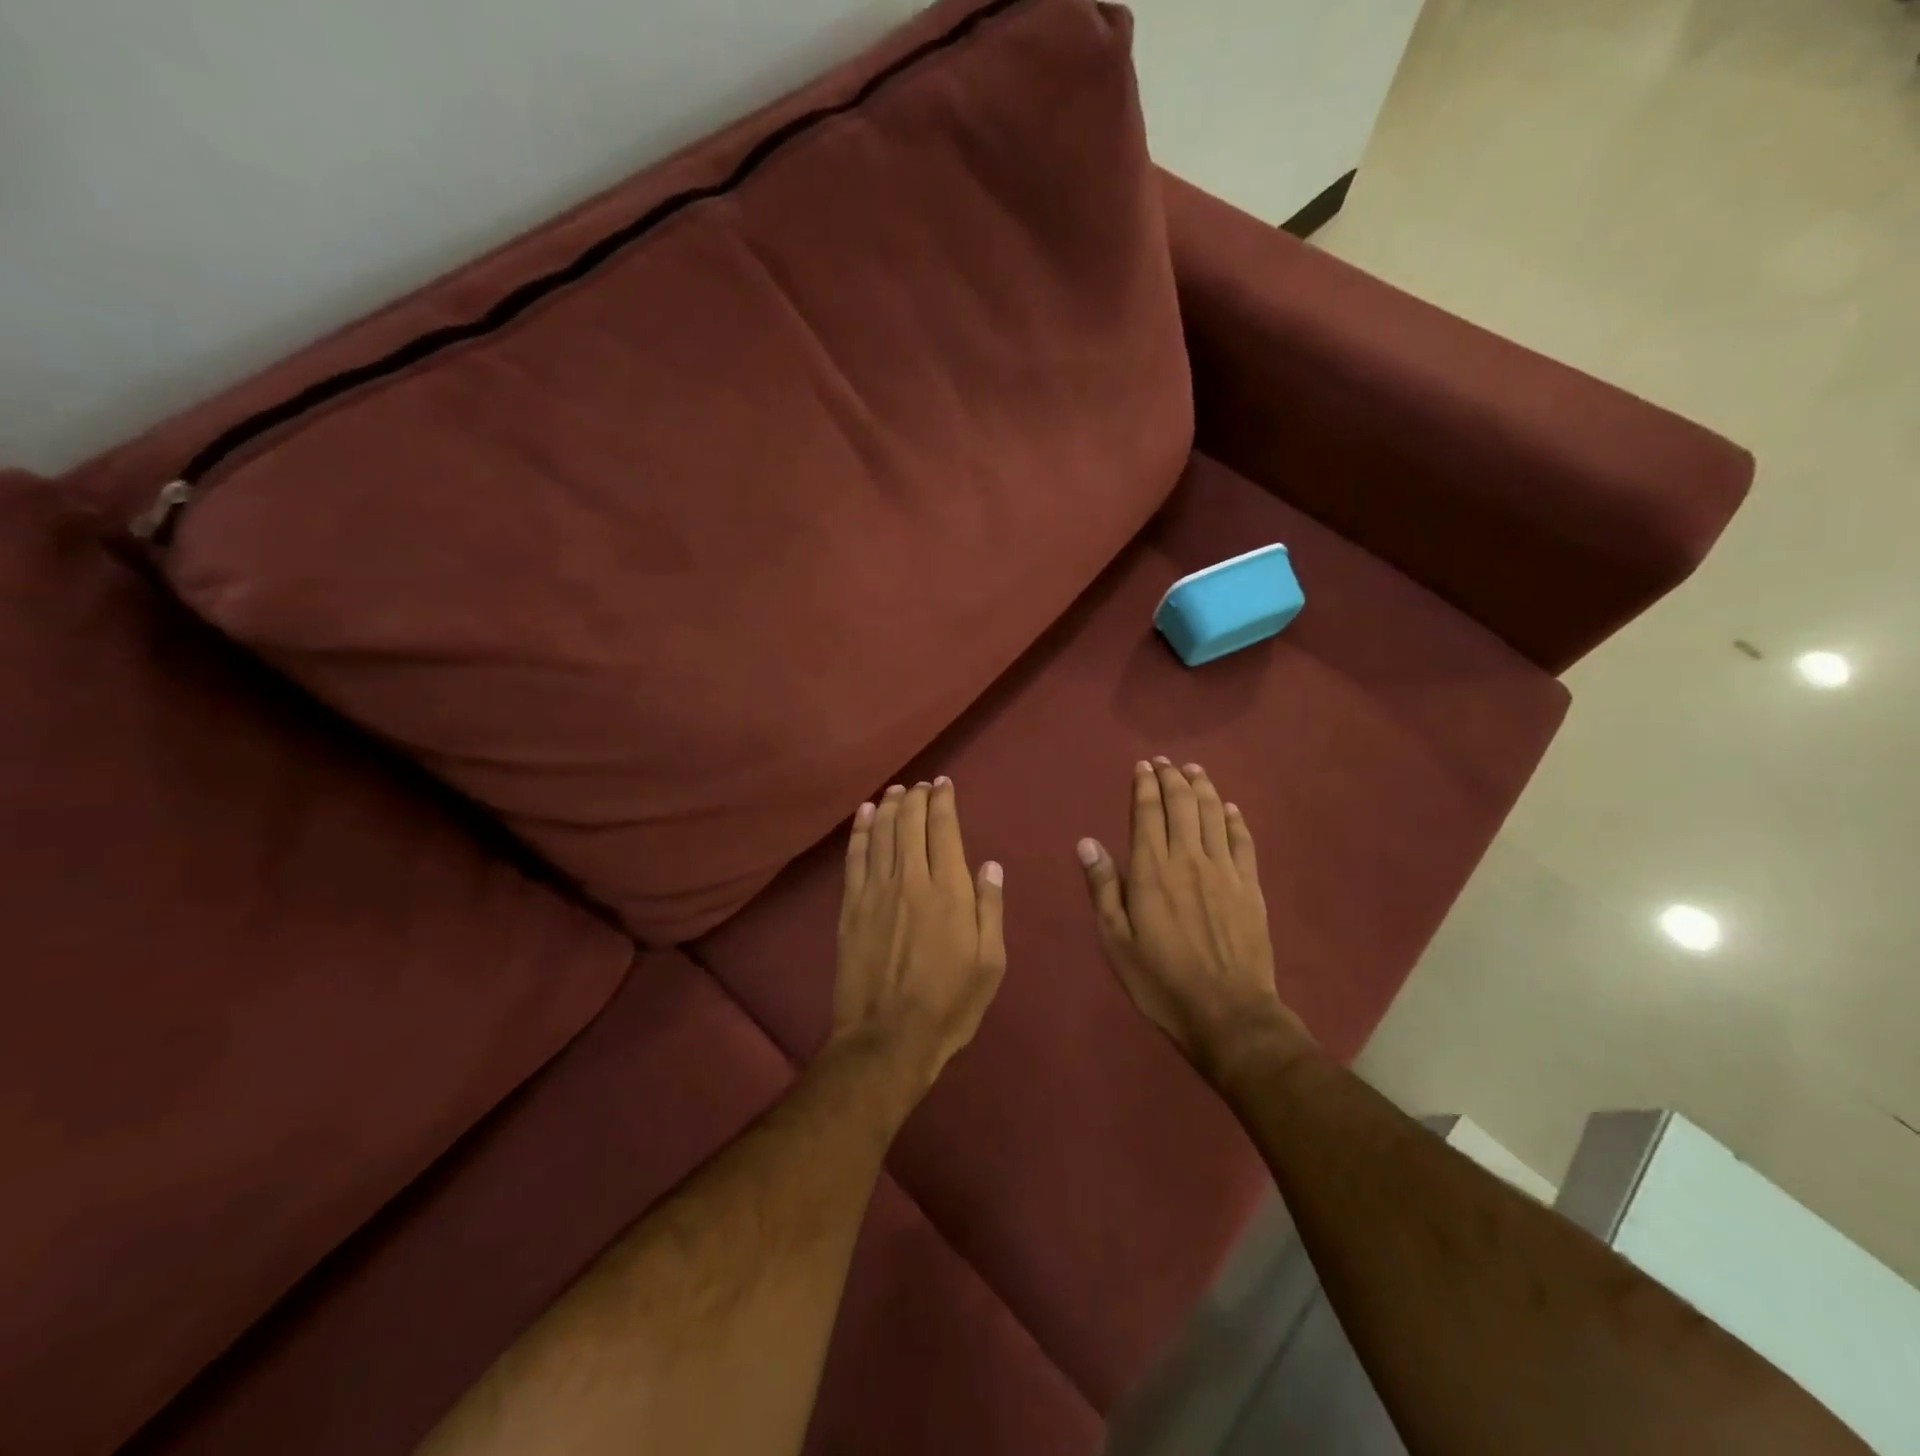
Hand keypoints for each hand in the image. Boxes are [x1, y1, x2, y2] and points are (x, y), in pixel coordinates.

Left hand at [833, 779, 1006, 1091]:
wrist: (887, 1038)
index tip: (944, 784)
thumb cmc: (949, 1004)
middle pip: (910, 823)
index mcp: (949, 891)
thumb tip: (990, 865)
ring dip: (889, 806)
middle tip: (921, 784)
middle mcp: (911, 879)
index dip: (943, 801)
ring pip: (882, 833)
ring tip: (896, 790)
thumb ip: (990, 909)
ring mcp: (876, 891)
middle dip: (916, 797)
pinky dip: (861, 831)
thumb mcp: (990, 963)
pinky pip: (855, 857)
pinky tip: (865, 815)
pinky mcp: (851, 907)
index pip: (944, 829)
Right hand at [1078, 759, 1311, 1080]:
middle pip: (1183, 805)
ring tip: (1194, 770)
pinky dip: (1234, 819)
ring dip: (1203, 788)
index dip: (1145, 786)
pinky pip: (1243, 841)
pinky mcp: (1250, 887)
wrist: (1229, 1014)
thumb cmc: (1161, 981)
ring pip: (1214, 815)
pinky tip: (1230, 808)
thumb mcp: (1117, 941)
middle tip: (1165, 762)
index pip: (1148, 814)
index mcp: (1152, 871)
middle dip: (1172, 778)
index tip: (1143, 766)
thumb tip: (1087, 843)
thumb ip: (1103, 888)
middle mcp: (1189, 860)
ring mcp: (1224, 871)